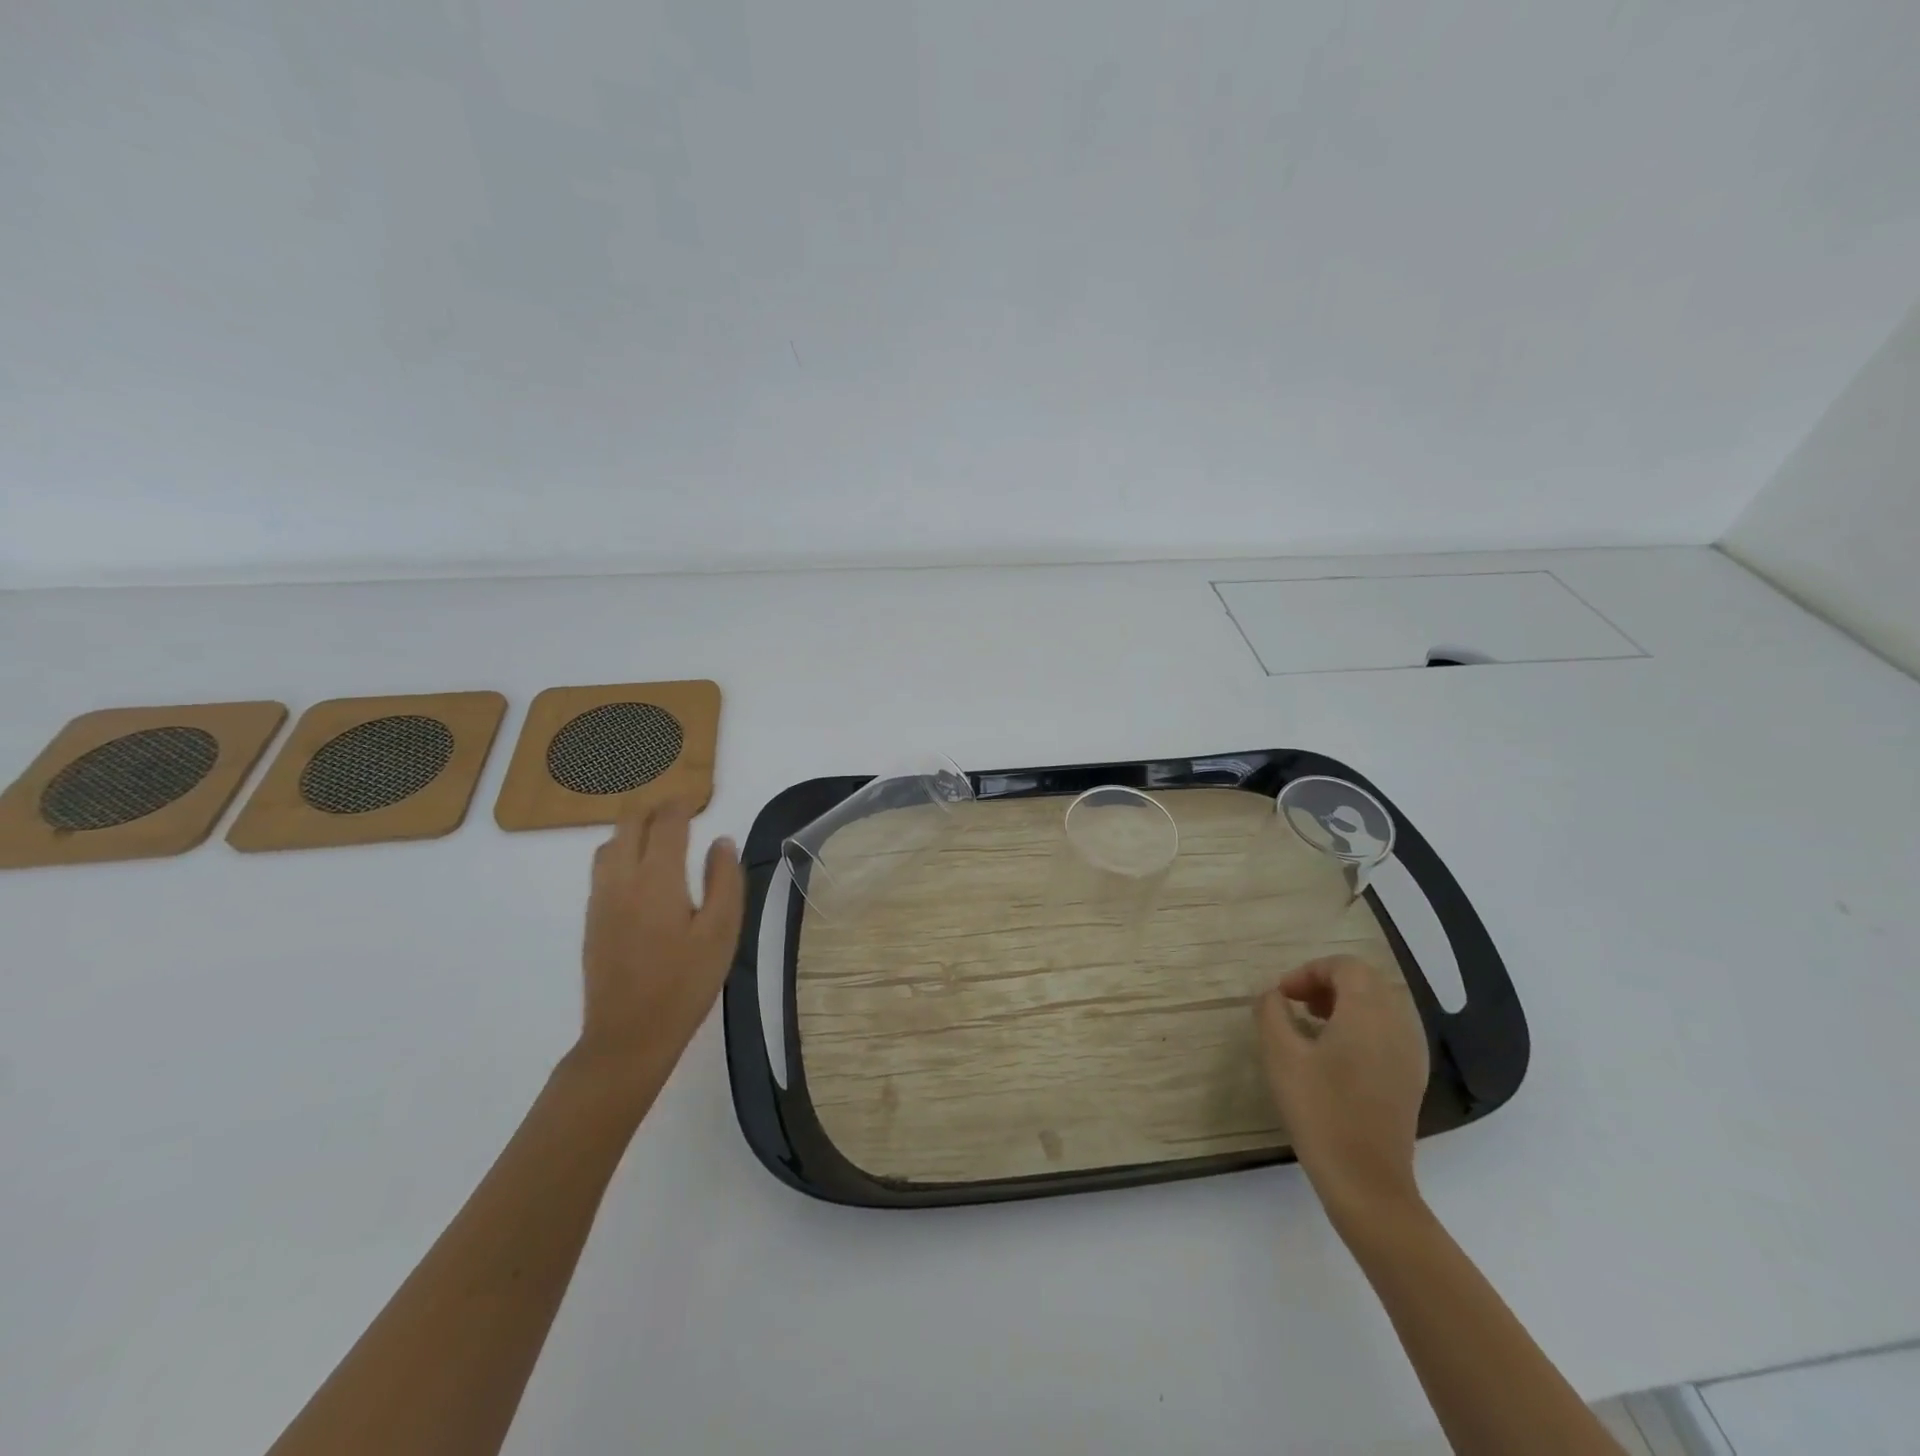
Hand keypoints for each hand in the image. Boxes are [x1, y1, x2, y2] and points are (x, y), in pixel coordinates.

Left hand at [567, 798, 744, 1113]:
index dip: (681, 804)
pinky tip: (640, 870)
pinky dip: (621, 850)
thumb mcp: (722, 932)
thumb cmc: (685, 983)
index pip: (666, 823)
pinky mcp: (592, 919)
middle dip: (653, 808)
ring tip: (659, 833)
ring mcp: (600, 899)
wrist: (628, 1035)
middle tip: (679, 809)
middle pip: (629, 823)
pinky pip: (602, 867)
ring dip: (633, 828)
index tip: (695, 798)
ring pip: (610, 843)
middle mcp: (622, 880)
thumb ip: (724, 880)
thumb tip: (721, 841)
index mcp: (658, 879)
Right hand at [1255, 955, 1429, 1228]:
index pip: (1345, 967)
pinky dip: (1362, 1026)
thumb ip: (1271, 1013)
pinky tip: (1335, 1054)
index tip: (1282, 996)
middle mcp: (1398, 1025)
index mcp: (1369, 1013)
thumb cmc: (1319, 1110)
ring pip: (1380, 1005)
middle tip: (1296, 1004)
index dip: (1309, 972)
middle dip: (1328, 983)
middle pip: (1367, 981)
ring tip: (1312, 1026)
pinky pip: (1389, 1030)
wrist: (1366, 1181)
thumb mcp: (1280, 1055)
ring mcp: (1411, 1053)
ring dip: (1345, 1003)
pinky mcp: (1411, 1077)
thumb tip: (1273, 996)